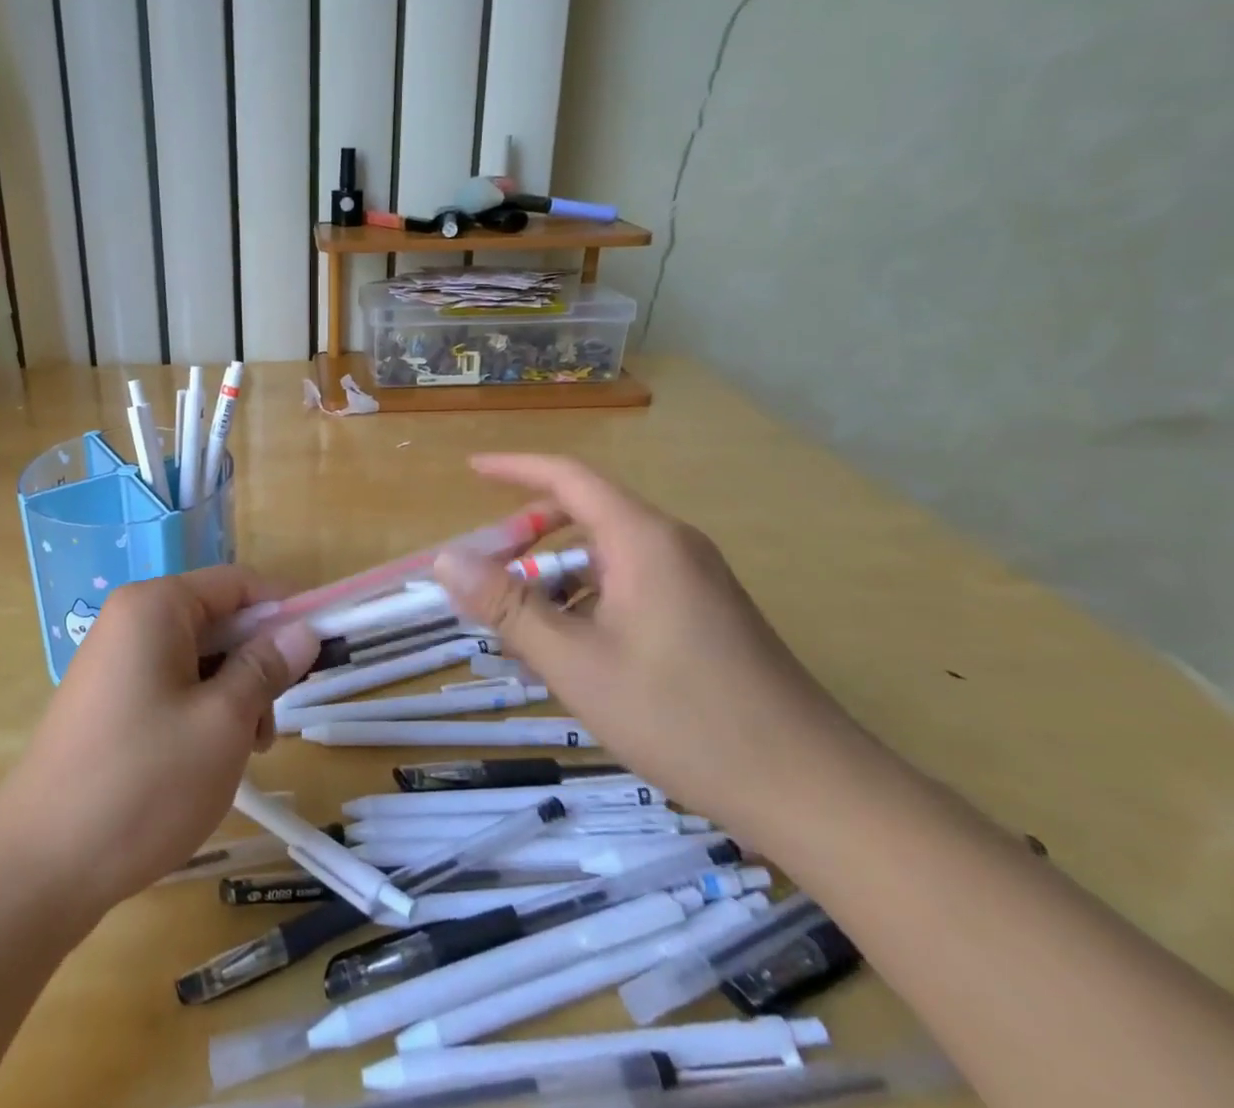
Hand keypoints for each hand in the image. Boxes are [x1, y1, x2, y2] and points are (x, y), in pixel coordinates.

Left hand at [0, 566, 319, 919]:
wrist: (39, 868)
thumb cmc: (143, 782)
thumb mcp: (223, 722)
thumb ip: (266, 667)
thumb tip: (302, 629)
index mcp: (155, 606)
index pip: (237, 583)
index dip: (285, 607)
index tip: (324, 643)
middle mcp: (130, 621)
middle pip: (217, 620)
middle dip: (256, 663)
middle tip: (274, 722)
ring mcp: (114, 663)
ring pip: (197, 659)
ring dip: (232, 695)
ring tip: (242, 753)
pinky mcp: (107, 702)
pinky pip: (170, 686)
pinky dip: (201, 712)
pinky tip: (207, 761)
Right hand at [433, 454, 857, 833]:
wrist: (814, 791)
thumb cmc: (683, 718)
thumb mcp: (576, 664)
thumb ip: (506, 607)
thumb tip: (446, 559)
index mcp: (643, 540)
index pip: (568, 477)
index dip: (514, 468)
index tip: (470, 470)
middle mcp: (672, 546)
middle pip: (586, 516)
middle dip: (528, 538)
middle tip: (485, 573)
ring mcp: (696, 580)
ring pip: (607, 558)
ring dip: (558, 579)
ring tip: (522, 628)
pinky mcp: (707, 614)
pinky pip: (632, 586)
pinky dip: (589, 601)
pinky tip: (575, 653)